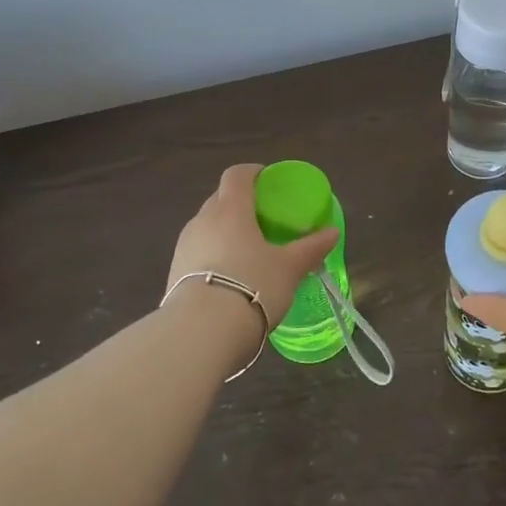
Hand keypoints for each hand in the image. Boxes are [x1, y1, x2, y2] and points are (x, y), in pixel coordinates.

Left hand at [166, 164, 340, 330]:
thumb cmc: (252, 286)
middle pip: (220, 199)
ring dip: (224, 231)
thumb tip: (333, 232)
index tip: (268, 181)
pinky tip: (228, 278)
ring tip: (247, 252)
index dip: (252, 172)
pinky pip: (197, 252)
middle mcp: (202, 220)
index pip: (236, 175)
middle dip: (239, 203)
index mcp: (231, 209)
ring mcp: (184, 246)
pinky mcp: (173, 272)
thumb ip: (311, 248)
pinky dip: (213, 255)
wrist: (201, 332)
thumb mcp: (289, 268)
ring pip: (206, 227)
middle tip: (263, 220)